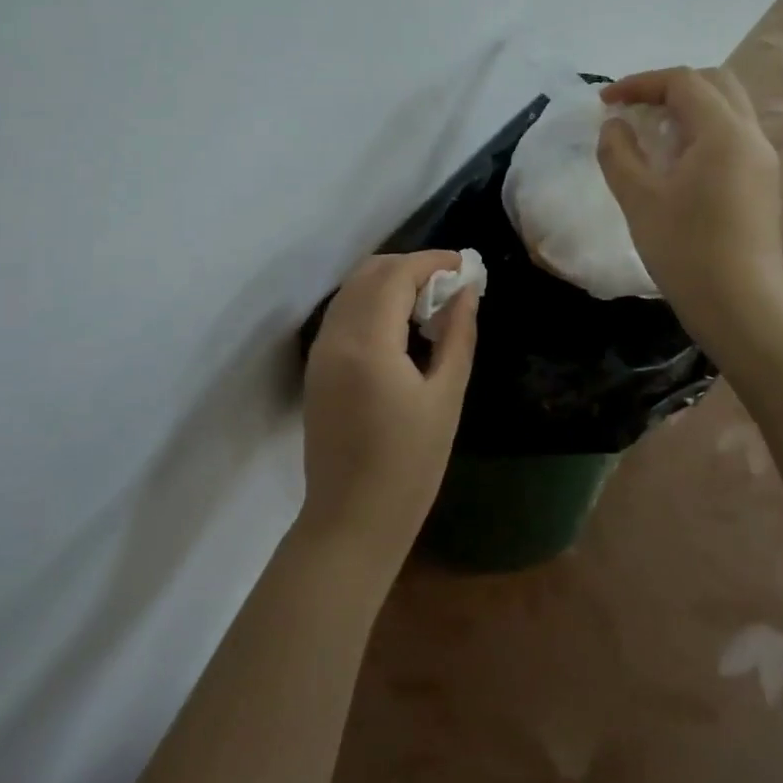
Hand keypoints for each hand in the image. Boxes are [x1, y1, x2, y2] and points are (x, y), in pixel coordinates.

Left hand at [298, 251, 477, 570]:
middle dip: (410, 267)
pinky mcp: (316, 366)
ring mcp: (320, 350)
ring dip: (389, 282)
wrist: (351, 520)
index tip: (463, 265)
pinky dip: (372, 302)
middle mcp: (335, 335)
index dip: (431, 261)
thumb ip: (457, 335)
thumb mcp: (446, 397)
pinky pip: (344, 313)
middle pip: (369, 273)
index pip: (396, 274)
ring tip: (429, 302)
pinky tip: (401, 325)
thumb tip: (466, 291)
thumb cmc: (410, 466)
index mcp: (367, 341)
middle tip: (449, 283)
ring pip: (353, 290)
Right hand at [596, 66, 782, 342]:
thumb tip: (615, 126)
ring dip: (686, 107)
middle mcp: (750, 136)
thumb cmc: (685, 250)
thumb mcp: (638, 198)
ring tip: (650, 132)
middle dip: (668, 87)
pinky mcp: (762, 181)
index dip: (640, 83)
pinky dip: (701, 129)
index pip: (683, 81)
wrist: (740, 306)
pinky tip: (675, 160)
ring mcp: (762, 159)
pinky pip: (732, 135)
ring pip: (727, 108)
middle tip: (633, 108)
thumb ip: (619, 152)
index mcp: (723, 133)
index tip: (605, 102)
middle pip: (714, 83)